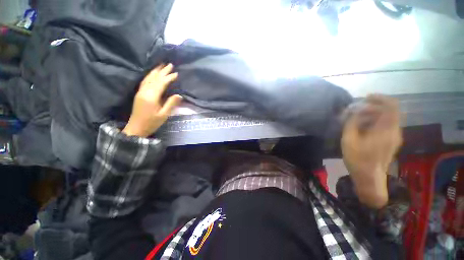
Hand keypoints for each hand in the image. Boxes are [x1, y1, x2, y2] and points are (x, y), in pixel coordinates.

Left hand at [123, 64, 182, 137]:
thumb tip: (179, 95)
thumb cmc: (151, 123)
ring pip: (148, 78)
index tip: (176, 73)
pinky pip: (144, 81)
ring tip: (161, 65)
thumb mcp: (164, 115)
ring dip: (155, 71)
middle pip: (154, 78)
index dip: (168, 77)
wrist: (136, 128)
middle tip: (169, 64)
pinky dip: (149, 76)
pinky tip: (152, 74)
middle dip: (162, 71)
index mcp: (151, 96)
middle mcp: (144, 91)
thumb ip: (171, 104)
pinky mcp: (139, 94)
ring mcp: (140, 92)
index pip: (161, 83)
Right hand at [341, 94, 402, 208]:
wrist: (369, 178)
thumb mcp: (349, 140)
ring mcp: (394, 137)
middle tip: (354, 111)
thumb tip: (353, 110)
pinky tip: (362, 128)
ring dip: (372, 115)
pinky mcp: (391, 141)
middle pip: (388, 111)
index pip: (391, 106)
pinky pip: (385, 125)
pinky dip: (374, 122)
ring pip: (386, 118)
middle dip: (371, 107)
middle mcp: (394, 131)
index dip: (379, 98)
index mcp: (385, 130)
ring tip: (355, 120)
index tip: (365, 98)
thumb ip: (351, 123)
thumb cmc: (357, 159)